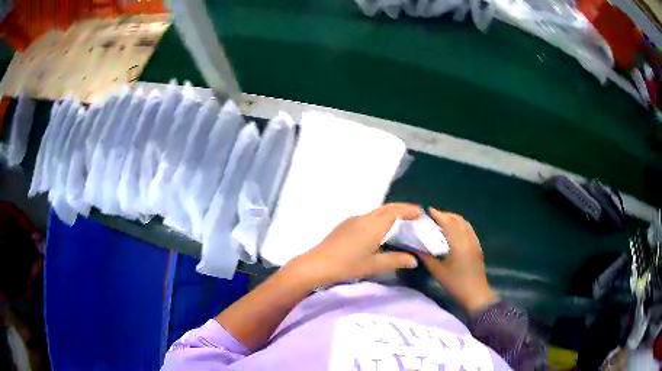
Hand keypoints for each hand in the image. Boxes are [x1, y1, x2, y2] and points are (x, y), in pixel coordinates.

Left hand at [288, 203, 421, 287]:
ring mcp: (353, 220)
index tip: (421, 213)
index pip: (396, 212)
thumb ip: (396, 260)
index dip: (409, 210)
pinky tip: (379, 229)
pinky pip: (367, 216)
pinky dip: (379, 217)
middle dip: (402, 208)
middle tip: (414, 215)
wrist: (317, 264)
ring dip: (390, 212)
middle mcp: (364, 218)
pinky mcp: (345, 225)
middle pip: (386, 208)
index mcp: (374, 225)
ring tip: (401, 221)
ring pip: (376, 211)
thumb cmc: (347, 265)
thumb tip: (414, 260)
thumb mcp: (374, 265)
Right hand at [418, 208, 496, 312]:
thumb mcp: (437, 271)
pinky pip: (469, 229)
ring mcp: (474, 241)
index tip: (429, 210)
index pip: (448, 223)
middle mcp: (468, 238)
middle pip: (457, 220)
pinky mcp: (477, 246)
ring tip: (443, 221)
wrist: (475, 293)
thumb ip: (426, 257)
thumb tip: (415, 246)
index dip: (439, 215)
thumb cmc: (455, 283)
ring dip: (454, 219)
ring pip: (465, 223)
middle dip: (446, 215)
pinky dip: (460, 225)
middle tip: (434, 216)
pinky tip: (454, 231)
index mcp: (458, 243)